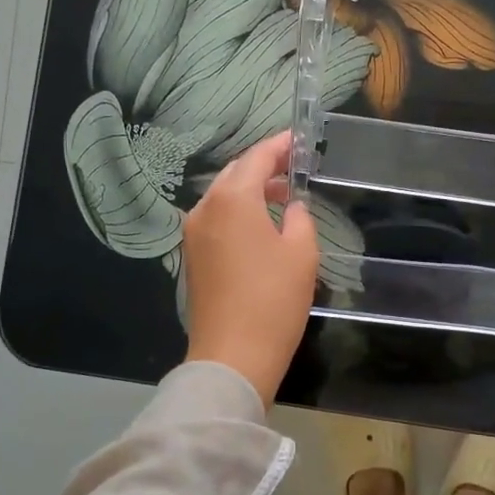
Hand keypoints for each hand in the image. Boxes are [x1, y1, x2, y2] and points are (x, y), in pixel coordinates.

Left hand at [182, 131, 319, 403]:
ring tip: (283, 195)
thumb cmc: (273, 300)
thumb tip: (291, 207)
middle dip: (263, 166)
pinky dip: (238, 212)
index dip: (280, 145)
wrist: (233, 356)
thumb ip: (300, 217)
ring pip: (223, 197)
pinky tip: (261, 224)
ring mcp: (193, 233)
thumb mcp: (302, 253)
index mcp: (232, 199)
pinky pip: (216, 219)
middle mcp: (205, 208)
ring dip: (250, 190)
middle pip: (235, 173)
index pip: (257, 157)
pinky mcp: (192, 256)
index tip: (300, 139)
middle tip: (294, 166)